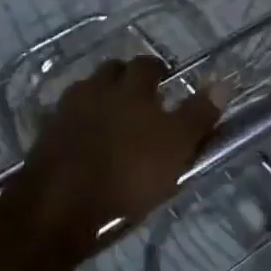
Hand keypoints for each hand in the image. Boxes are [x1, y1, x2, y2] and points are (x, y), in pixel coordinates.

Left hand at [15, 57, 220, 248]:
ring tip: (114, 123)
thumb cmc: (127, 175)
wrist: (58, 205)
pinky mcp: (46, 135)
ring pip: (88, 91)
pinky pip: (68, 118)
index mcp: (130, 87)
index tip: (167, 84)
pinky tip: (86, 143)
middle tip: (141, 101)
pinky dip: (80, 124)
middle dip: (126, 80)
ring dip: (101, 99)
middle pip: (113, 71)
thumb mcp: (175, 148)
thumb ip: (198, 115)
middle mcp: (97, 88)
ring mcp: (67, 110)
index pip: (147, 64)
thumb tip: (225, 82)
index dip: (158, 71)